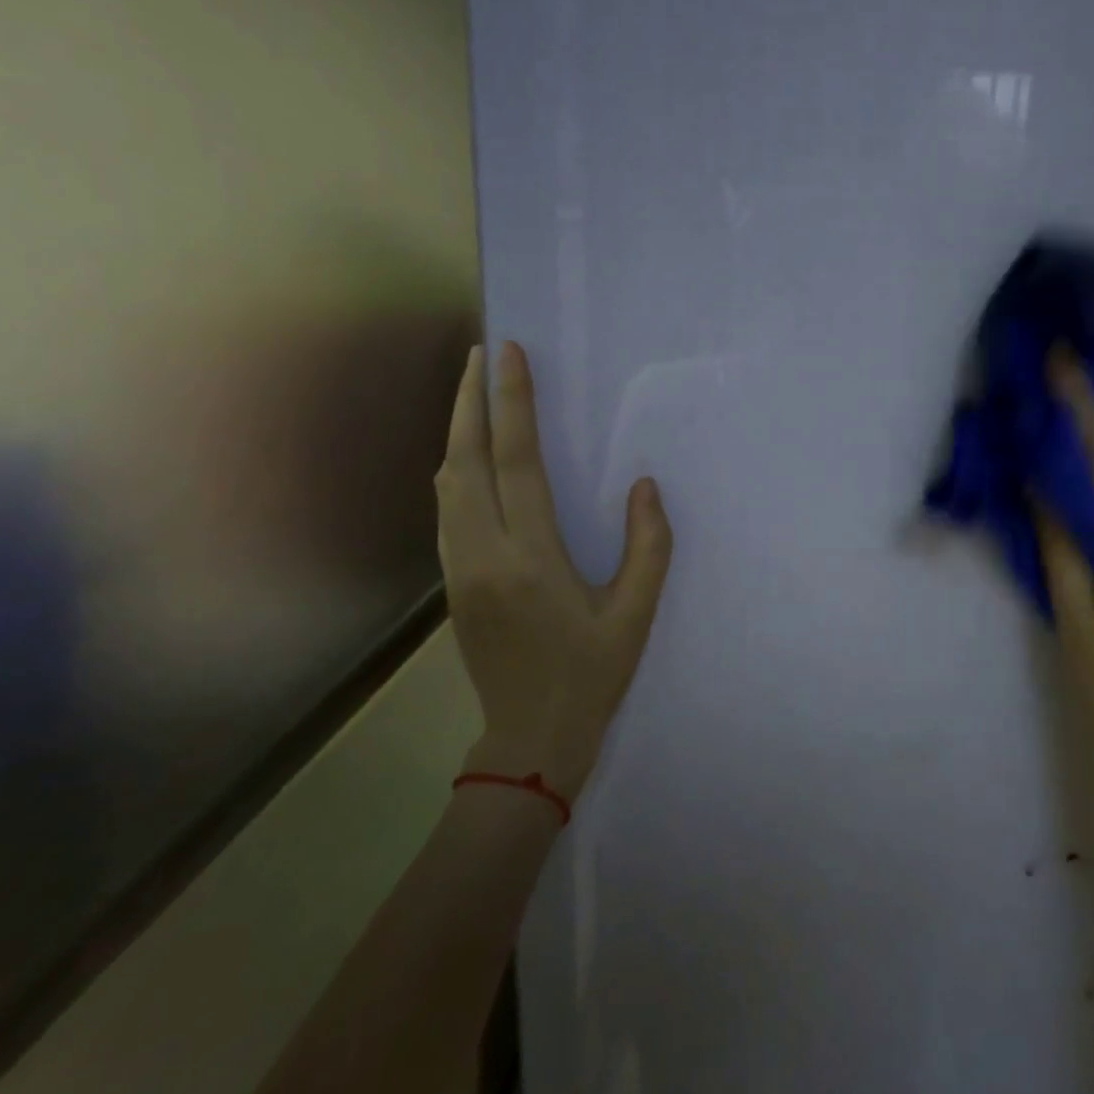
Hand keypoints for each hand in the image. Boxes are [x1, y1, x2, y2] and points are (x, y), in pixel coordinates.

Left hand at [436, 341, 672, 802]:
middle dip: (468, 401)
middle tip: (479, 354)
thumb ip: (648, 547)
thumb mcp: (635, 615)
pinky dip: (455, 469)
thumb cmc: (591, 675)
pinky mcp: (453, 583)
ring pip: (445, 484)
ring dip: (456, 432)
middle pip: (464, 461)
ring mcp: (459, 569)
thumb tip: (644, 486)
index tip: (507, 355)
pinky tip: (470, 458)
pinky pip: (447, 510)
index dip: (512, 404)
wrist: (530, 739)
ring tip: (473, 394)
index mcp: (531, 559)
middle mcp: (484, 555)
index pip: (516, 463)